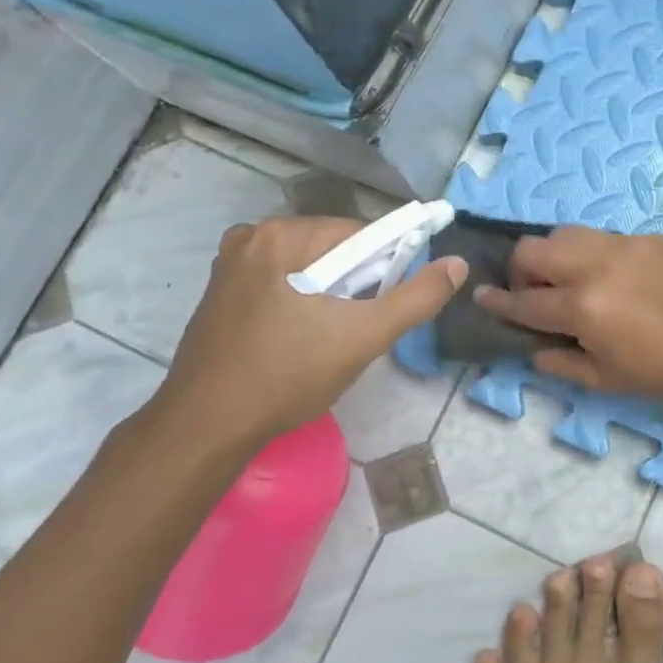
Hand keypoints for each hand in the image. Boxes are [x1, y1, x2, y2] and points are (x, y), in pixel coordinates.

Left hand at [135, 216, 466, 464]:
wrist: (205, 427)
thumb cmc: (287, 376)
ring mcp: (229, 265)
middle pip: (331, 250)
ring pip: (306, 269)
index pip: (359, 235)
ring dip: (328, 296)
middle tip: (356, 331)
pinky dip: (299, 303)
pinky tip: (297, 341)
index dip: (384, 269)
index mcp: (281, 235)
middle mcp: (250, 237)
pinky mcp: (219, 294)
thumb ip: (416, 298)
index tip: (384, 308)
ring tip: (328, 341)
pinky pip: (279, 284)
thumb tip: (457, 264)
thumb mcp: (363, 337)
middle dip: (354, 285)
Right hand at [473, 226, 662, 406]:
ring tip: (567, 278)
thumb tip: (534, 347)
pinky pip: (604, 237)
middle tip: (532, 292)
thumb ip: (561, 362)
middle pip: (533, 249)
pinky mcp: (647, 237)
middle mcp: (594, 266)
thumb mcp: (607, 380)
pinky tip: (612, 277)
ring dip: (553, 255)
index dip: (497, 303)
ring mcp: (623, 245)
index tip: (480, 297)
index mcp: (582, 307)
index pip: (524, 302)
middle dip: (519, 270)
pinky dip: (592, 255)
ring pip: (565, 233)